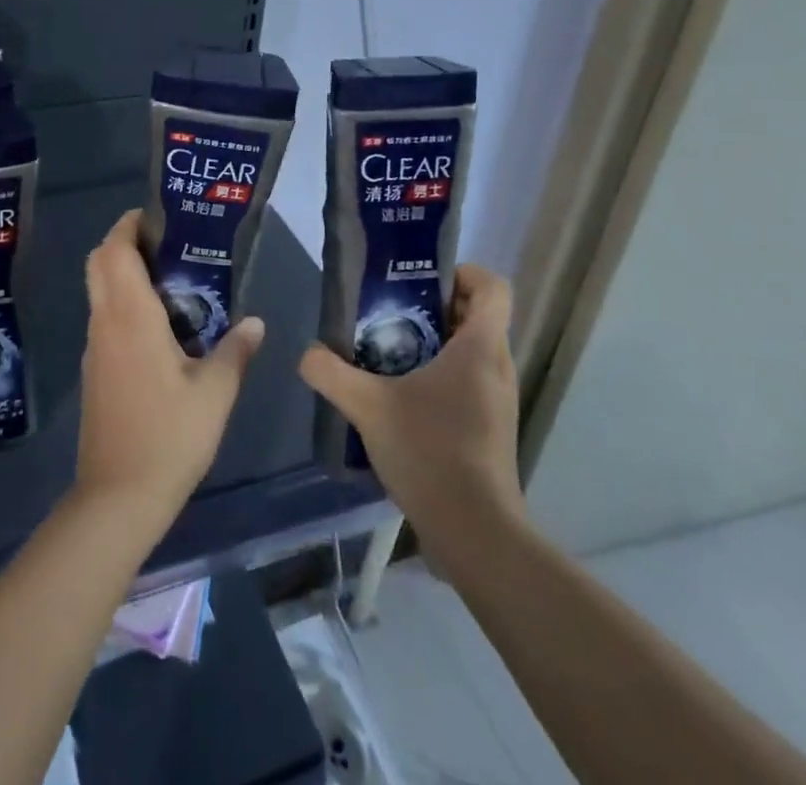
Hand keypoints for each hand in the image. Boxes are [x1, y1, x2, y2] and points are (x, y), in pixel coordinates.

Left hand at [73, 211, 264, 524]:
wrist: (118, 497)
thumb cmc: (169, 437)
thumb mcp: (215, 394)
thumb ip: (235, 351)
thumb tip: (256, 323)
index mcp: (130, 316)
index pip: (115, 250)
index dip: (129, 225)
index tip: (158, 217)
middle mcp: (105, 322)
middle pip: (99, 262)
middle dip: (124, 242)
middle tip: (166, 245)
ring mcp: (95, 347)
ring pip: (99, 290)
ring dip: (123, 273)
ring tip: (171, 280)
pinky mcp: (94, 371)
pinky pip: (104, 318)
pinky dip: (123, 304)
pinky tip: (159, 326)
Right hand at [298, 265, 523, 558]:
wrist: (475, 533)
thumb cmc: (430, 452)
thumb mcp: (367, 406)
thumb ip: (330, 372)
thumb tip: (307, 352)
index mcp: (479, 348)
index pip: (493, 287)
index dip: (463, 272)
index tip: (421, 280)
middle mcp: (497, 367)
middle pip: (478, 315)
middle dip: (435, 306)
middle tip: (390, 311)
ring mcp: (498, 400)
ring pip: (473, 350)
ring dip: (436, 342)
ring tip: (389, 352)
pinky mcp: (491, 428)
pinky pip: (470, 381)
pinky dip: (441, 375)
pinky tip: (402, 397)